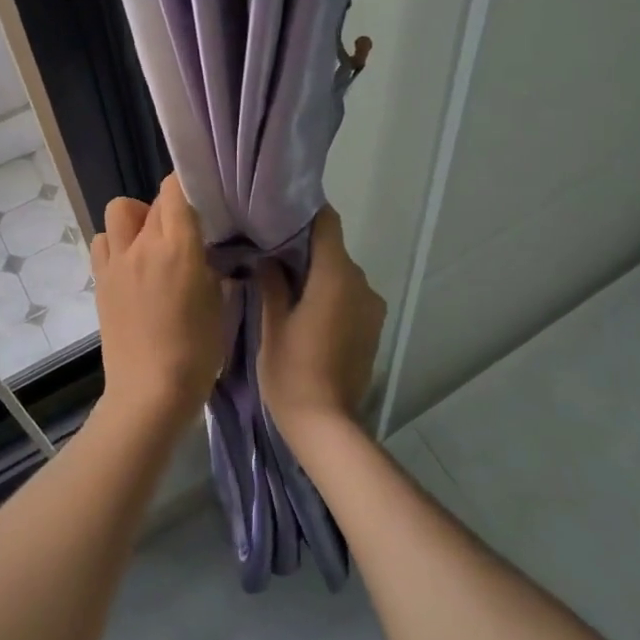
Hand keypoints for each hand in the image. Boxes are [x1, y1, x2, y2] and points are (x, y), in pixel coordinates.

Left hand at [91, 175, 223, 431]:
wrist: (149, 391)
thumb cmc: (196, 351)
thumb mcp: (218, 303)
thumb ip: (209, 266)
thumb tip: (203, 251)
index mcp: (178, 247)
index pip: (175, 189)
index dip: (186, 187)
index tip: (200, 202)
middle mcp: (142, 245)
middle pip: (151, 201)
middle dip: (168, 210)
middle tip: (183, 235)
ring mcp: (116, 262)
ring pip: (118, 212)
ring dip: (135, 220)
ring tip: (150, 246)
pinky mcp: (100, 281)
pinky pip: (103, 242)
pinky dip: (116, 244)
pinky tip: (131, 267)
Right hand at [256, 207, 385, 441]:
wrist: (325, 425)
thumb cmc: (292, 371)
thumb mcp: (272, 324)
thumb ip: (272, 282)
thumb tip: (266, 256)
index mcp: (336, 276)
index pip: (327, 223)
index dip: (304, 213)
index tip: (278, 213)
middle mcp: (361, 284)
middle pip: (333, 249)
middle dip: (304, 248)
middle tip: (269, 252)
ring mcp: (371, 307)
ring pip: (341, 275)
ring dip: (317, 275)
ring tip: (285, 286)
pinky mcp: (373, 328)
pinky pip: (350, 297)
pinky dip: (330, 295)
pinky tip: (306, 312)